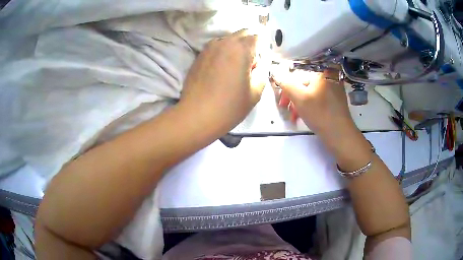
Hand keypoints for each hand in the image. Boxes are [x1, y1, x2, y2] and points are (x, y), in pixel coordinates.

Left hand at [180, 30, 266, 135]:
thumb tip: (258, 62)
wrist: (196, 116)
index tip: (260, 62)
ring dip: (235, 47)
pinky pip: (216, 47)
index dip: (262, 48)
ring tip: (234, 67)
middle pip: (243, 33)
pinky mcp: (199, 56)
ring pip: (228, 39)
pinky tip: (221, 69)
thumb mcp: (256, 92)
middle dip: (250, 44)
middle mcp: (224, 42)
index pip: (257, 37)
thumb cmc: (229, 106)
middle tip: (250, 64)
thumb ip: (262, 71)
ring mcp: (209, 48)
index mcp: (241, 49)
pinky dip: (223, 52)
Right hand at [271, 69, 356, 140]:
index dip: (288, 88)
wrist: (339, 134)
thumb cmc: (319, 113)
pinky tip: (304, 115)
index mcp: (323, 72)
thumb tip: (275, 73)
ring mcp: (335, 89)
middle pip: (305, 84)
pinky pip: (319, 98)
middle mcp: (330, 77)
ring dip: (300, 103)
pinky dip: (310, 105)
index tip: (282, 101)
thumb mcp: (299, 97)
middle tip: (286, 109)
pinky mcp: (336, 100)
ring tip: (294, 116)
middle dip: (293, 97)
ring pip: (311, 93)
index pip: (299, 76)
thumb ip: (285, 84)